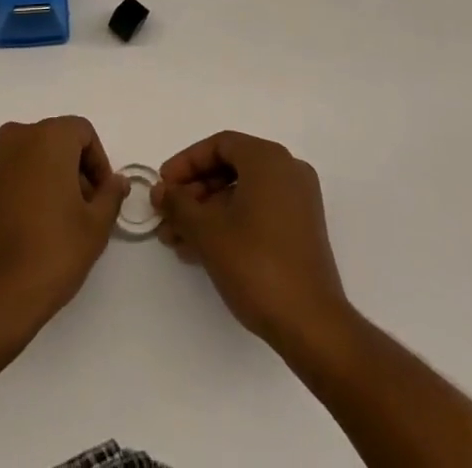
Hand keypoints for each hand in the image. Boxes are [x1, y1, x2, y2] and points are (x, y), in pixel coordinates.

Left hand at [0, 116, 128, 345]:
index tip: (102, 197)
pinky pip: (9, 176)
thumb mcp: (95, 227)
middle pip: (55, 141)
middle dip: (74, 170)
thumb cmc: (50, 254)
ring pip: (30, 158)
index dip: (98, 162)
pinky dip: (24, 190)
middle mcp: (16, 138)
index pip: (82, 132)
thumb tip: (117, 181)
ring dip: (48, 180)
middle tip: (84, 211)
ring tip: (57, 223)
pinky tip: (29, 229)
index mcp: (47, 137)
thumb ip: (111, 195)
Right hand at [155, 131, 350, 352]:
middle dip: (193, 193)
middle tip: (166, 216)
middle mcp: (287, 170)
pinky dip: (229, 223)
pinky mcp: (300, 230)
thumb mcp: (207, 232)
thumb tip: (160, 191)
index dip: (186, 163)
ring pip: (241, 194)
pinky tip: (200, 250)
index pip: (219, 146)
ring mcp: (297, 201)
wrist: (311, 325)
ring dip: (206, 213)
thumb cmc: (256, 265)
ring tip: (175, 240)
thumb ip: (178, 204)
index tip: (163, 186)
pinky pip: (257, 212)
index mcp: (268, 159)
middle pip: (230, 168)